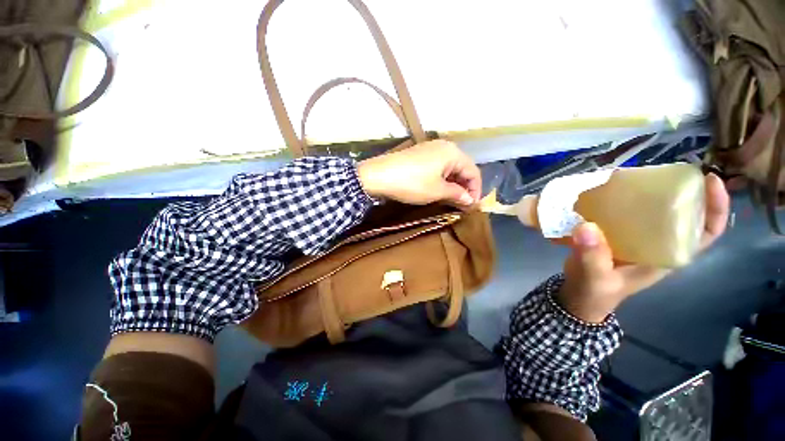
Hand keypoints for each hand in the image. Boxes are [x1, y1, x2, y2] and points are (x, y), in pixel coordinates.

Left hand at [357, 140, 480, 205]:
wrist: (378, 175)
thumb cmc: (412, 183)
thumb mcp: (437, 191)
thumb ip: (457, 194)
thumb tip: (470, 200)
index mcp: (453, 152)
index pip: (473, 172)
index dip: (475, 190)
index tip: (472, 207)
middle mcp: (444, 146)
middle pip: (462, 168)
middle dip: (464, 187)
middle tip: (462, 205)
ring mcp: (430, 149)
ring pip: (449, 168)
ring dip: (453, 184)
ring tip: (452, 200)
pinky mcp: (419, 155)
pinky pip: (438, 167)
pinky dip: (442, 179)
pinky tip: (439, 190)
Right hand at [557, 173, 730, 322]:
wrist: (578, 295)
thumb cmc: (595, 291)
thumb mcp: (595, 278)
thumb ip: (592, 256)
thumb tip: (586, 226)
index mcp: (666, 256)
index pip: (705, 233)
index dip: (714, 207)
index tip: (709, 179)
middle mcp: (658, 243)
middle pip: (682, 213)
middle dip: (679, 190)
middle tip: (662, 172)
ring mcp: (637, 238)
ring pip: (653, 210)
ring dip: (648, 192)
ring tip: (633, 177)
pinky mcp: (616, 233)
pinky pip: (626, 212)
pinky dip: (621, 199)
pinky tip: (607, 190)